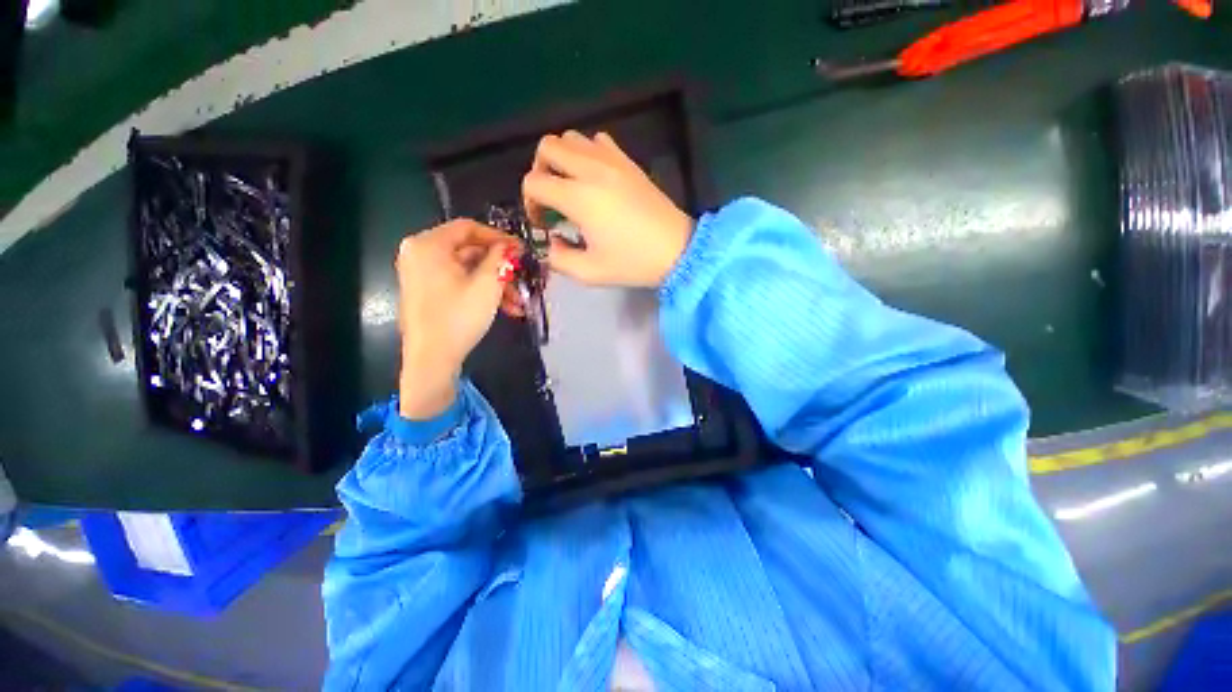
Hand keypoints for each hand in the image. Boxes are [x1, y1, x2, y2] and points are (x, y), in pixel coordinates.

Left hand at [396, 220, 519, 419]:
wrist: (432, 359)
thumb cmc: (458, 317)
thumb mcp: (486, 284)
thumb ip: (500, 258)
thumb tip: (510, 245)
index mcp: (428, 245)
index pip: (468, 227)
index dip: (498, 237)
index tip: (521, 250)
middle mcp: (420, 254)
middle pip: (469, 251)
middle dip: (500, 268)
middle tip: (524, 278)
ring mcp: (422, 274)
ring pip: (468, 270)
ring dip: (496, 284)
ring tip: (519, 303)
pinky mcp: (428, 291)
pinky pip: (459, 283)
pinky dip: (481, 292)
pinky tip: (507, 308)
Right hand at [522, 131, 694, 286]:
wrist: (677, 251)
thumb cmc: (633, 263)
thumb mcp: (590, 273)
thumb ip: (559, 259)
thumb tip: (552, 242)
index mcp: (579, 198)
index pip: (534, 182)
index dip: (530, 203)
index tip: (544, 223)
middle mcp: (591, 170)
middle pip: (547, 147)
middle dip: (540, 171)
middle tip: (552, 199)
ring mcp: (612, 160)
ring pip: (571, 138)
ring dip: (562, 159)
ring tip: (572, 187)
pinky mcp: (628, 162)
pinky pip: (598, 141)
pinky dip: (587, 153)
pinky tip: (596, 179)